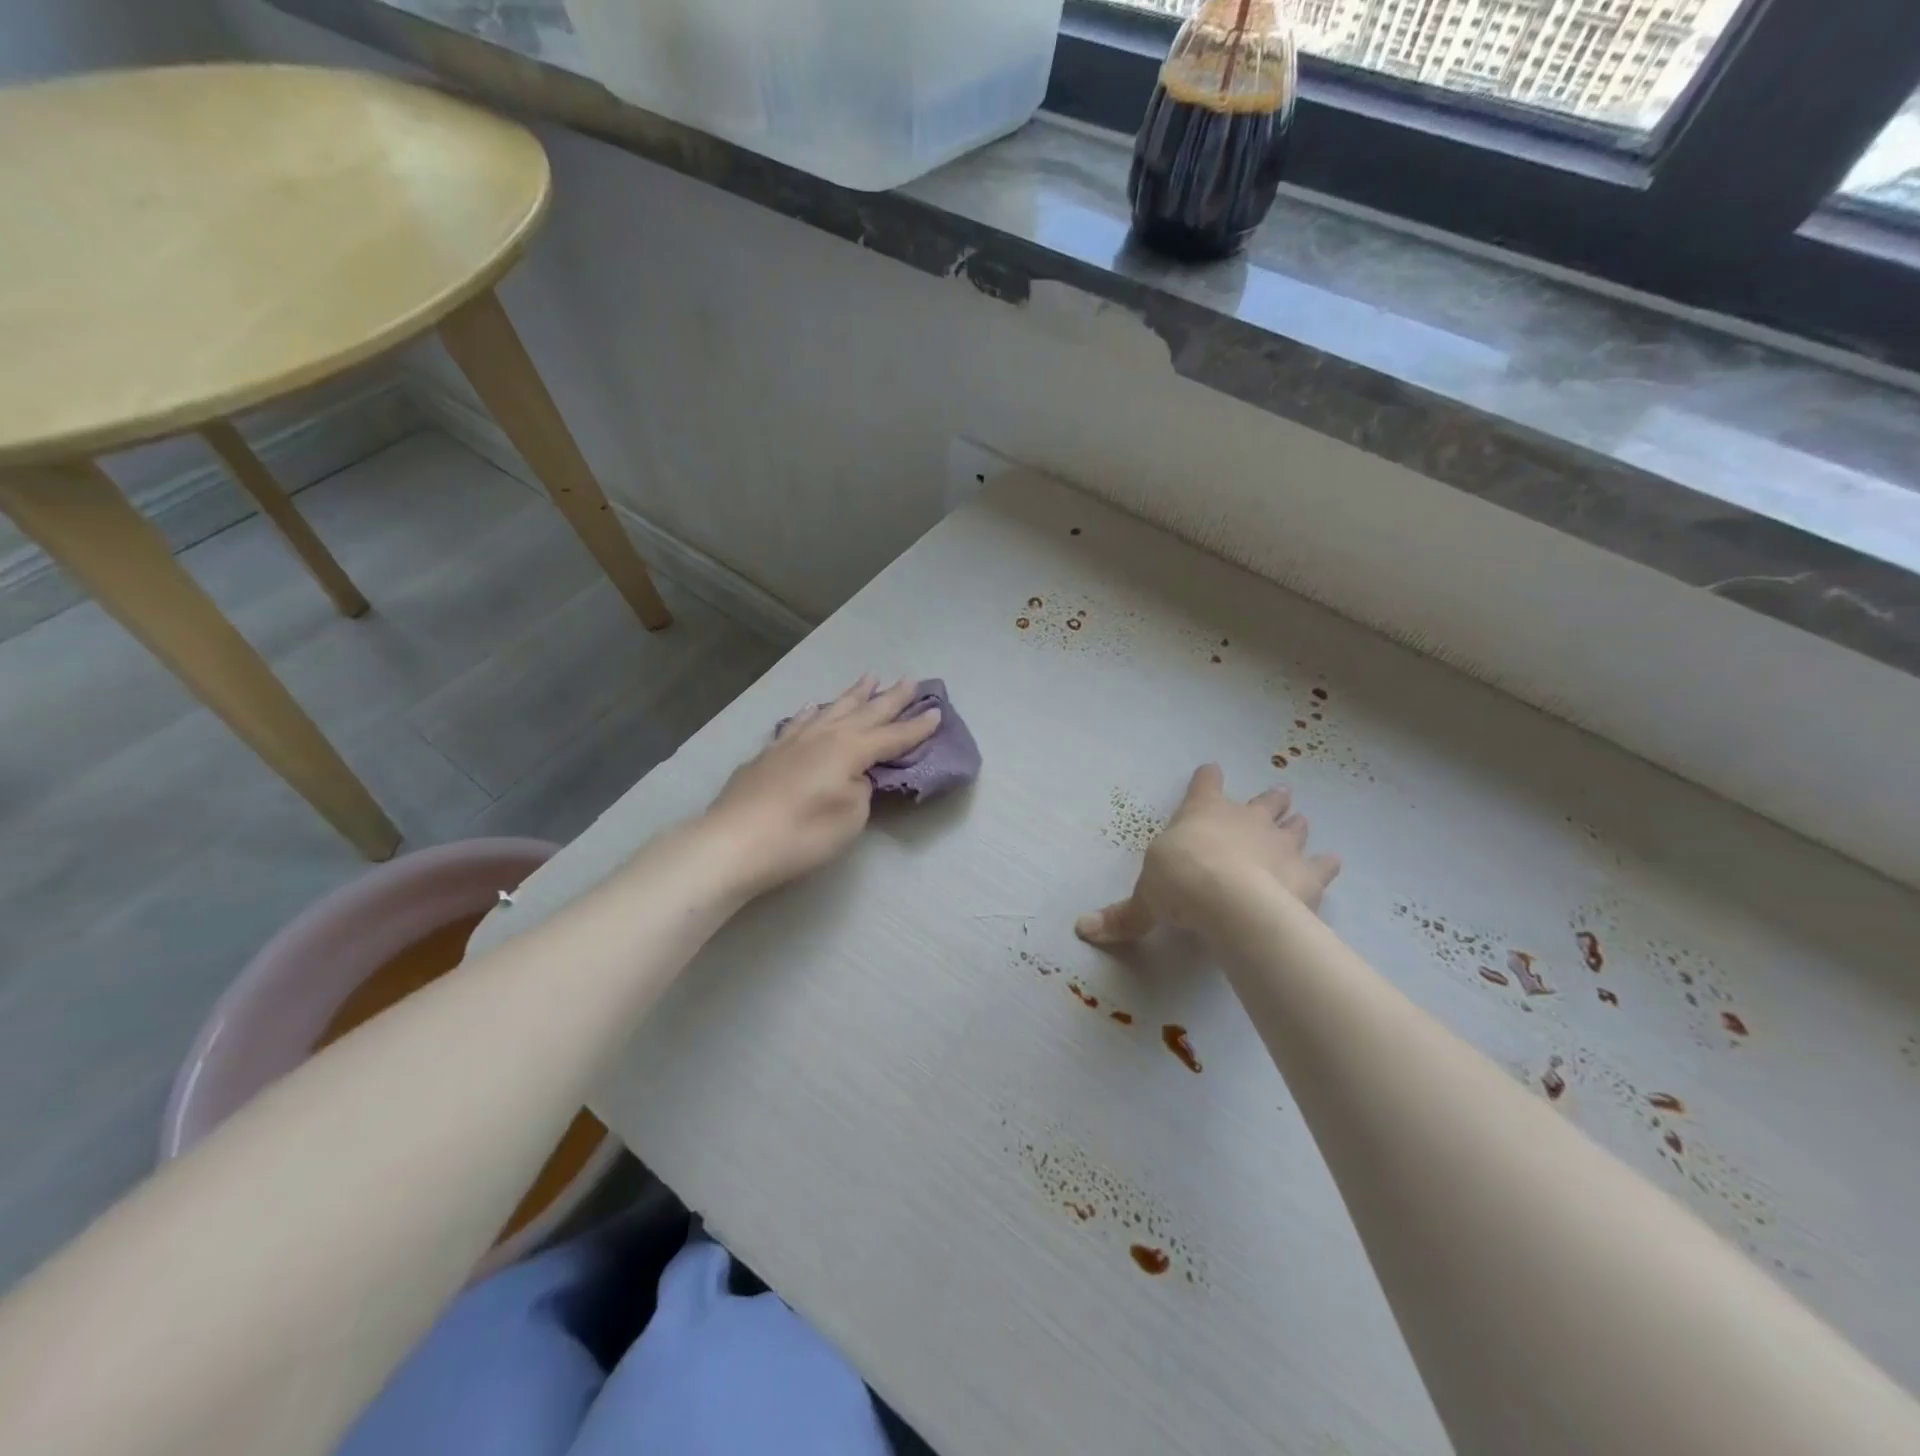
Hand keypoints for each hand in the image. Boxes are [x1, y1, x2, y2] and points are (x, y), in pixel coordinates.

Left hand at [704, 675, 940, 896]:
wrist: (735, 841)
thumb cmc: (802, 834)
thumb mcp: (850, 816)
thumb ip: (861, 790)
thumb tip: (856, 776)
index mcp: (850, 750)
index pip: (892, 736)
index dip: (916, 727)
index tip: (937, 711)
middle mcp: (824, 736)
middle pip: (865, 712)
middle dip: (890, 698)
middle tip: (910, 680)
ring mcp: (793, 741)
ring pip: (831, 710)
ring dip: (853, 695)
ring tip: (868, 678)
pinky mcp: (769, 753)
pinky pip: (798, 722)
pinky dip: (811, 713)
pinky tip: (811, 708)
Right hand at [1075, 764, 1339, 944]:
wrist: (1229, 901)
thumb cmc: (1180, 884)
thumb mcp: (1144, 901)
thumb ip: (1122, 916)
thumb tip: (1082, 929)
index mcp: (1203, 812)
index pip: (1206, 783)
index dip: (1208, 778)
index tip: (1211, 772)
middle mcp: (1246, 818)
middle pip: (1265, 800)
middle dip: (1269, 800)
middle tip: (1275, 799)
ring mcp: (1281, 842)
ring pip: (1295, 825)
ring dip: (1295, 826)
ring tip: (1297, 828)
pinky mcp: (1308, 872)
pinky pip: (1324, 863)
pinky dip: (1325, 864)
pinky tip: (1328, 865)